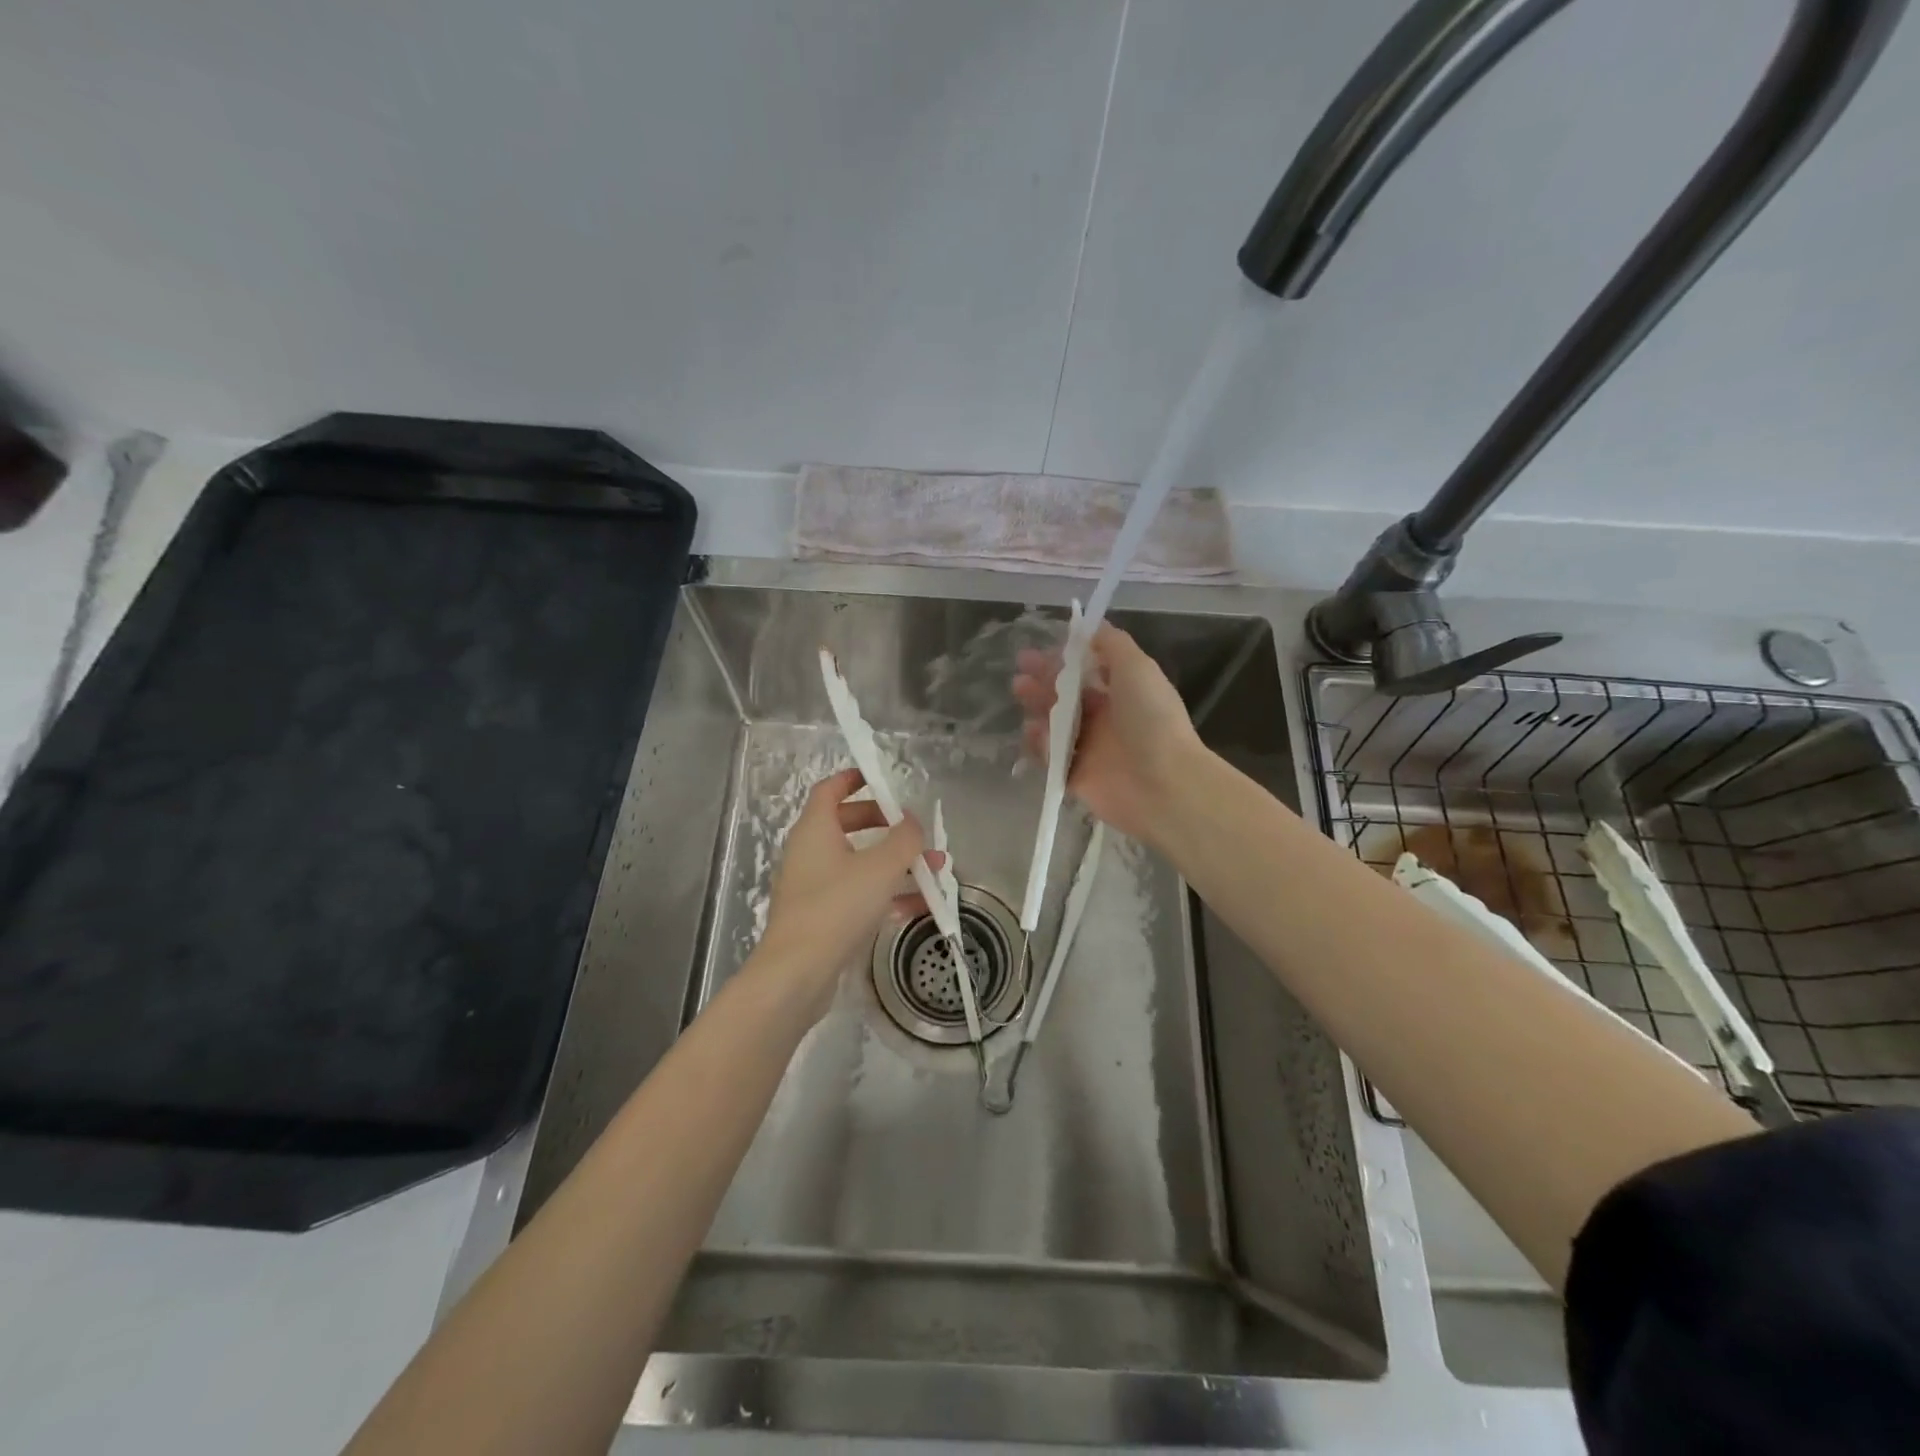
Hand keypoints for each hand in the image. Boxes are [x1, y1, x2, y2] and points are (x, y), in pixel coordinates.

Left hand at [753, 768, 940, 1016]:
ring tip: (935, 869)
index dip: (853, 779)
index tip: (880, 778)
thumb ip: (904, 839)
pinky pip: (859, 895)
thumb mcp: (881, 867)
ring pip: (858, 863)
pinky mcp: (823, 917)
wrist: (798, 973)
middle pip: (846, 824)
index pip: (830, 790)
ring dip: (895, 863)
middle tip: (912, 829)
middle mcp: (810, 852)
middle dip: (884, 824)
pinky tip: (921, 906)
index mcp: (815, 829)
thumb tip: (913, 821)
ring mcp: (814, 886)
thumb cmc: (837, 907)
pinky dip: (887, 894)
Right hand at [1013, 622, 1204, 845]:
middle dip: (1043, 680)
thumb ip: (1113, 644)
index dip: (1064, 659)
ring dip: (1037, 707)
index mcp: (1123, 692)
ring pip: (1055, 723)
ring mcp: (1090, 748)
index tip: (1041, 648)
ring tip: (1021, 694)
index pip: (1088, 671)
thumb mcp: (1137, 668)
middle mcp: (1106, 718)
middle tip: (1020, 672)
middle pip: (1067, 696)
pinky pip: (1050, 756)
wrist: (1162, 784)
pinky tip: (1033, 731)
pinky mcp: (1076, 775)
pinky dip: (1039, 743)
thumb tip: (1091, 627)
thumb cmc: (1151, 719)